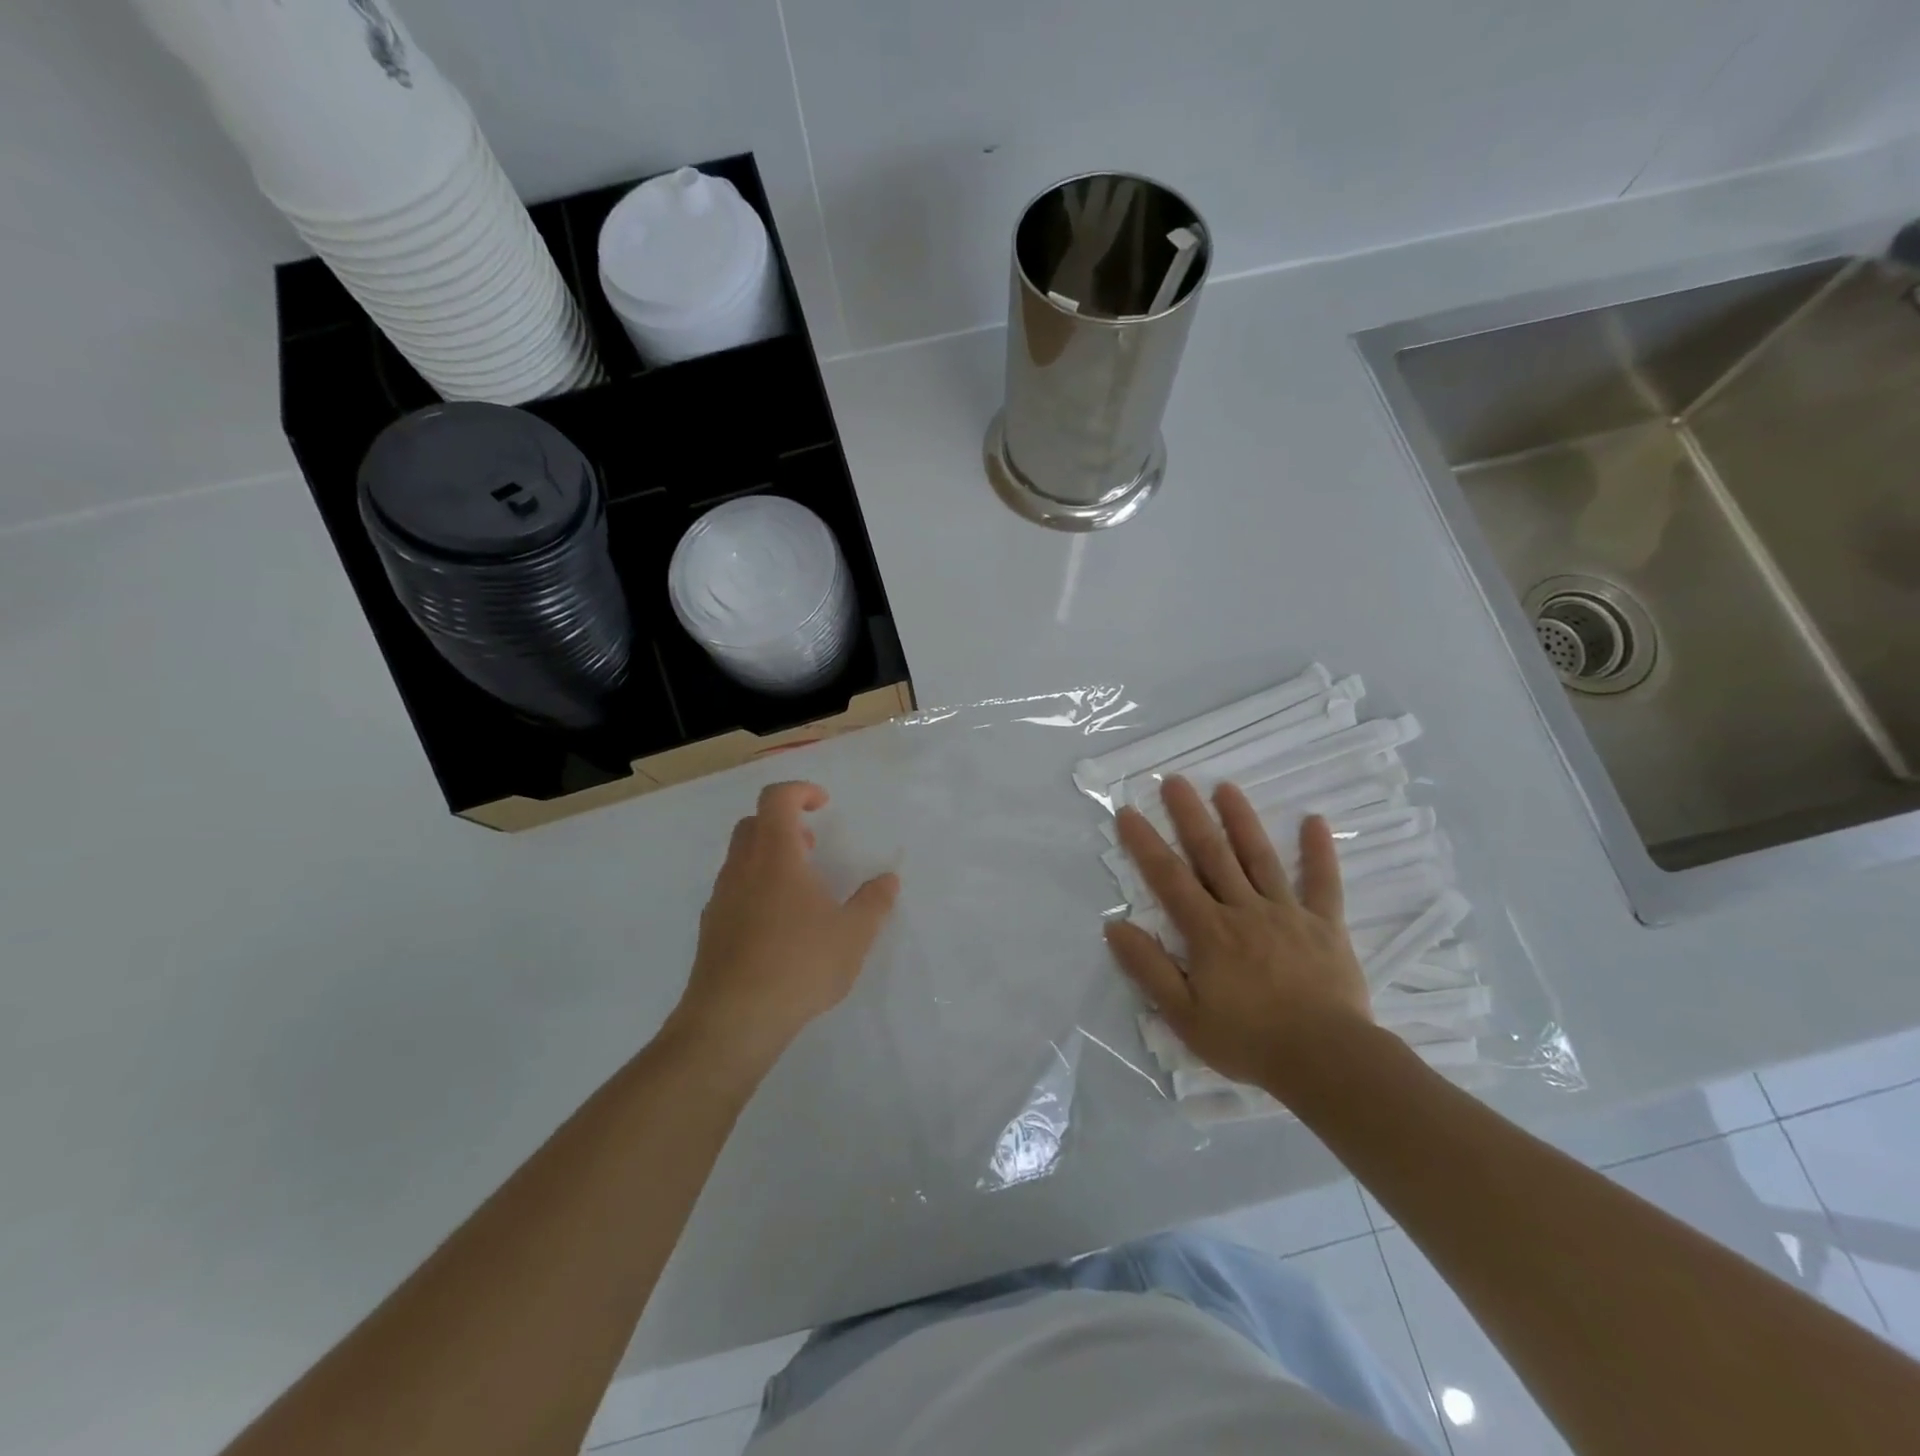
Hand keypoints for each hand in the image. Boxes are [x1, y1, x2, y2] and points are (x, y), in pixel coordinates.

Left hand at [671, 781, 899, 1074]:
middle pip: (754, 824)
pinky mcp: (711, 929)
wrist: (732, 1020)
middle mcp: (742, 868)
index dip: (800, 791)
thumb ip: (874, 902)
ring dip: (769, 857)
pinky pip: (734, 891)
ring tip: (801, 889)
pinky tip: (778, 926)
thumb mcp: (853, 934)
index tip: (824, 805)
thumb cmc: (799, 964)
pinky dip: (756, 888)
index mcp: (776, 855)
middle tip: (812, 845)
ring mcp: (721, 899)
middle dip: (784, 823)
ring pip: (740, 858)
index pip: (776, 798)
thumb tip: (889, 879)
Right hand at [1104, 776, 1372, 1094]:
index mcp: (1209, 932)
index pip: (1169, 878)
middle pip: (1212, 855)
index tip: (1128, 812)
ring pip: (1260, 858)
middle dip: (1190, 816)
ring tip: (1226, 787)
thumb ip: (1149, 969)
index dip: (1145, 844)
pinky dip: (1319, 851)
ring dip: (1241, 820)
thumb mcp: (1184, 1016)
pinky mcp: (1325, 925)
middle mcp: (1244, 910)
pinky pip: (1323, 883)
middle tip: (1174, 780)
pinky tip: (1314, 820)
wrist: (1326, 1060)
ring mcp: (1287, 914)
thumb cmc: (1249, 1040)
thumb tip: (1115, 926)